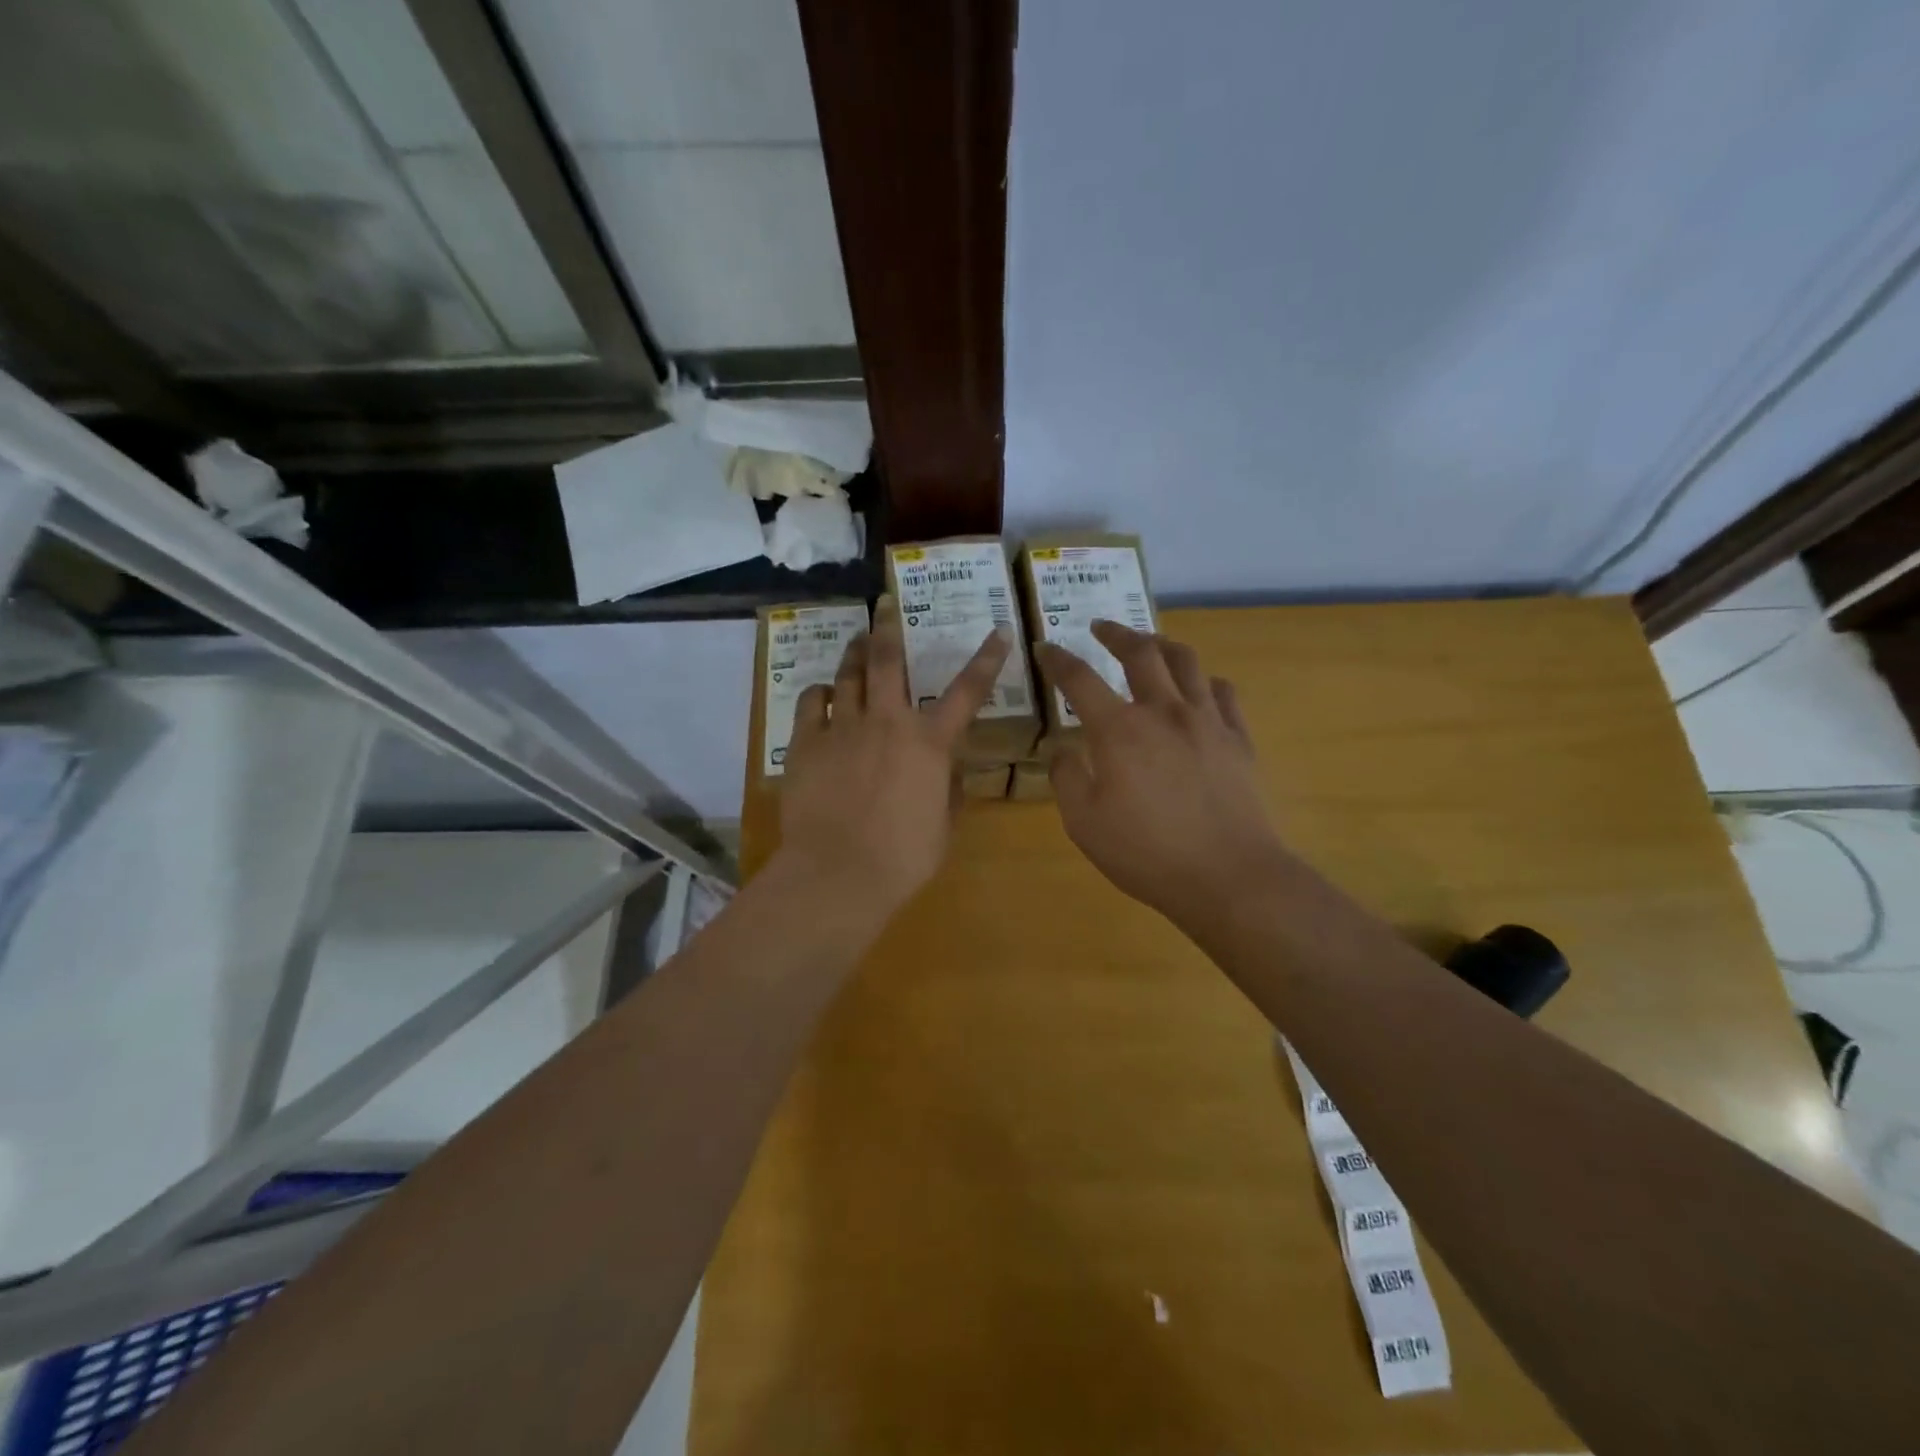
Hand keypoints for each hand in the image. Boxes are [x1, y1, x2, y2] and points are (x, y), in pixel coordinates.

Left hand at [777, 596, 1011, 918]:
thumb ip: (948, 790)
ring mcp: (844, 727)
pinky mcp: (806, 742)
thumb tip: (947, 770)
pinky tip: (824, 693)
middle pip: (890, 660)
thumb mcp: (943, 825)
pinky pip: (812, 701)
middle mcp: (888, 722)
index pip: (968, 691)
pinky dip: (821, 692)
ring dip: (856, 652)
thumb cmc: (903, 857)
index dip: (987, 659)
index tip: (998, 631)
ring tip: (858, 639)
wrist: (838, 872)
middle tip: (885, 603)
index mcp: (930, 743)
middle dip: (890, 626)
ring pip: (849, 674)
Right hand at [1035, 622, 1289, 928]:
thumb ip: (1066, 778)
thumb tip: (1061, 749)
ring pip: (1186, 661)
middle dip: (1115, 633)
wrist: (1228, 876)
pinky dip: (1205, 680)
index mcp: (1120, 730)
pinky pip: (1223, 692)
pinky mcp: (1238, 739)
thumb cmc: (1146, 853)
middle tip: (1100, 628)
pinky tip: (1199, 688)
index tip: (1044, 647)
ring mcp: (1207, 721)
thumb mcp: (1084, 823)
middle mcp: (1164, 711)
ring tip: (1150, 644)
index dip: (1058, 659)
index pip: (1080, 679)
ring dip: (1162, 644)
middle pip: (1140, 652)